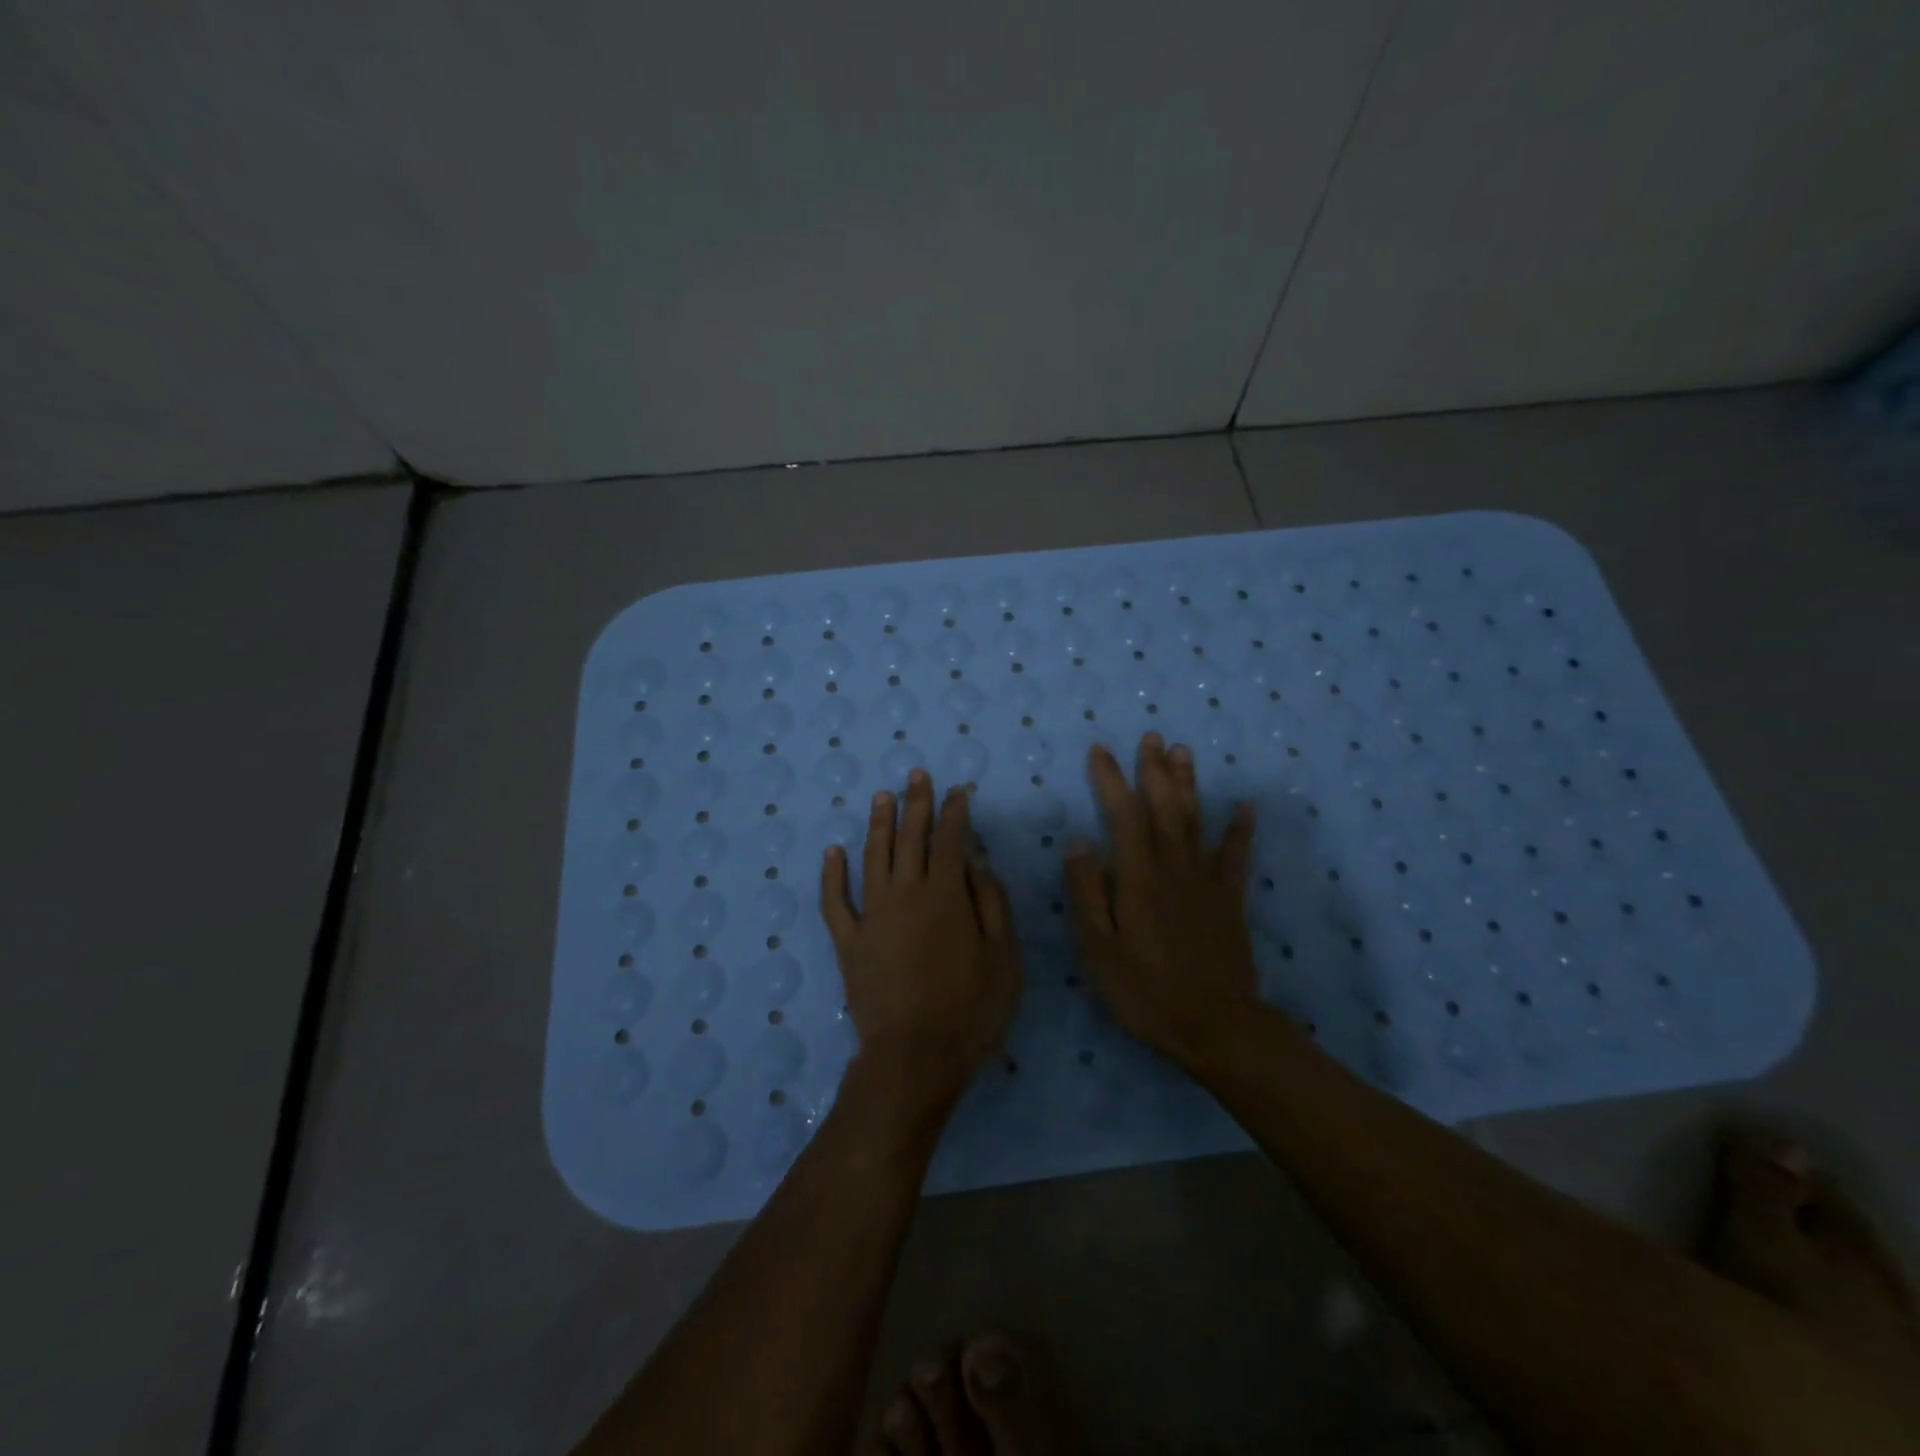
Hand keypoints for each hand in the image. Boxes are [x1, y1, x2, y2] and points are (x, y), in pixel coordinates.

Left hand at [822, 769, 1021, 1106]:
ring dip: (879, 824)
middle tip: (916, 775)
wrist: (914, 1056)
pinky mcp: (848, 941)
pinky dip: (832, 874)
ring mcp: (872, 915)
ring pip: (873, 857)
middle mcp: (906, 893)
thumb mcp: (1004, 957)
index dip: (955, 812)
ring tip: (881, 796)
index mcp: (946, 895)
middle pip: (911, 838)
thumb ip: (992, 903)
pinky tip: (833, 852)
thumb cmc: (971, 1009)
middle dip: (916, 803)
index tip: (958, 791)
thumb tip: (978, 862)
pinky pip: (835, 901)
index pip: (952, 840)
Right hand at [1065, 733, 1258, 1070]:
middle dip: (1155, 770)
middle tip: (1152, 737)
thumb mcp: (1099, 949)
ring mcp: (1206, 882)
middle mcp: (1173, 868)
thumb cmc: (1145, 991)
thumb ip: (1088, 892)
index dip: (1111, 780)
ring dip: (1189, 784)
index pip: (1123, 816)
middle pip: (1164, 808)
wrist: (1216, 1026)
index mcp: (1138, 878)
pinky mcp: (1230, 900)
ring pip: (1196, 821)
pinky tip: (1245, 807)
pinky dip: (1240, 830)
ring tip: (1184, 752)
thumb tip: (1078, 841)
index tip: (1100, 751)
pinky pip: (1236, 856)